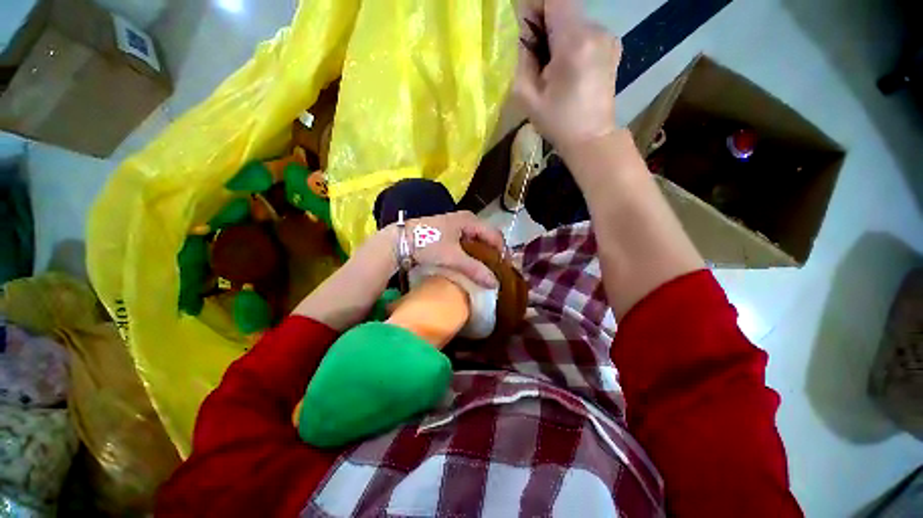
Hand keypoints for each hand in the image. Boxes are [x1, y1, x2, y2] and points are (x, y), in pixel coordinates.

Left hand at [406, 211, 503, 288]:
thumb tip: (495, 284)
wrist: (401, 240)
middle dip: (493, 253)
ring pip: (476, 239)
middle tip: (496, 270)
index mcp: (471, 220)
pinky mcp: (449, 231)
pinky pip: (467, 241)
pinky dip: (471, 252)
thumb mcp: (453, 257)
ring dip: (482, 253)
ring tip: (485, 269)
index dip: (503, 252)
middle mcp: (466, 219)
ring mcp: (457, 224)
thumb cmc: (429, 244)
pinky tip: (470, 263)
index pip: (495, 236)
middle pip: (487, 237)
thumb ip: (475, 269)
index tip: (506, 269)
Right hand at [513, 0, 621, 154]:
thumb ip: (523, 57)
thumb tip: (525, 33)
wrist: (591, 138)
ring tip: (552, 68)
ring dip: (557, 35)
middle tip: (535, 55)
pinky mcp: (612, 46)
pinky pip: (585, 32)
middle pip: (564, 6)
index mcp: (574, 42)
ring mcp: (608, 37)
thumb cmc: (557, 122)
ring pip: (574, 20)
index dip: (535, 7)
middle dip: (544, 23)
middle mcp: (596, 30)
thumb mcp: (527, 96)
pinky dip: (571, 42)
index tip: (526, 30)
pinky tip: (568, 69)